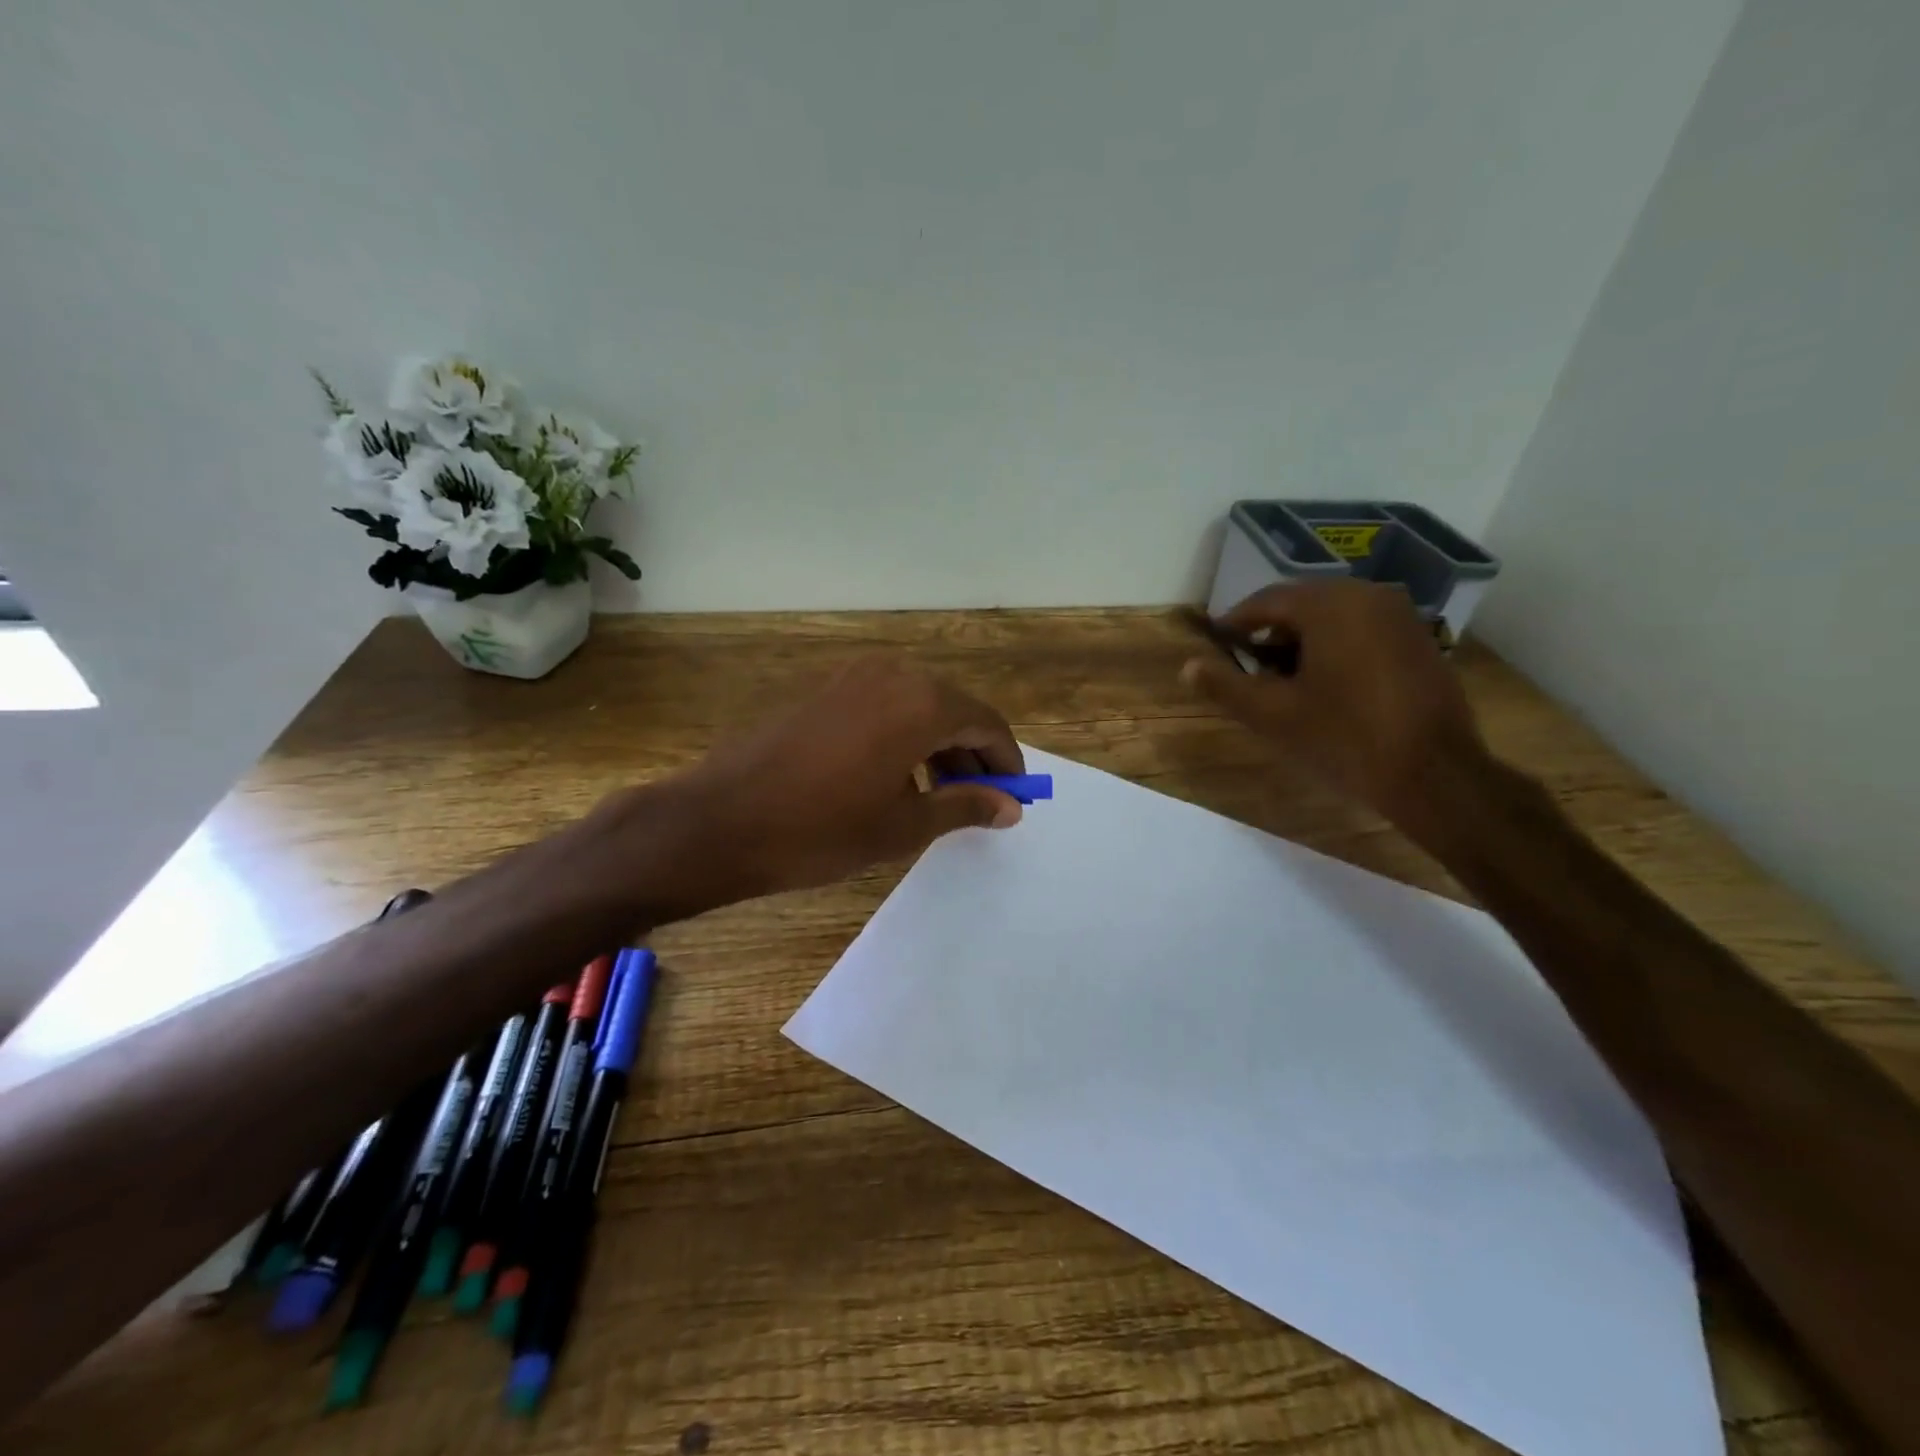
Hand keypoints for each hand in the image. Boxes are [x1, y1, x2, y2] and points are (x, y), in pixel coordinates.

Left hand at [639, 654, 1026, 909]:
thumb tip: (1010, 806)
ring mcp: (852, 677)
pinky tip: (893, 775)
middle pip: (953, 709)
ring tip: (937, 794)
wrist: (719, 821)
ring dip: (937, 744)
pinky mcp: (823, 690)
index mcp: (921, 702)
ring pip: (917, 705)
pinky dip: (903, 734)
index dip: (1006, 762)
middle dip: (972, 754)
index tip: (1013, 797)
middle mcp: (892, 675)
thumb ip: (964, 806)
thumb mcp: (903, 826)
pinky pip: (883, 705)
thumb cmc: (820, 830)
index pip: (986, 723)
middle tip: (977, 801)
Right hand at [1179, 580, 1488, 837]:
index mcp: (1329, 605)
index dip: (1236, 623)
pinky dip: (1336, 644)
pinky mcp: (1419, 638)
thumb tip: (1187, 666)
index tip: (1218, 645)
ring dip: (1304, 638)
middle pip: (1302, 603)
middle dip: (1271, 631)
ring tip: (1286, 678)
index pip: (1266, 601)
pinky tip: (1328, 682)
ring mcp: (1400, 614)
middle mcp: (1367, 595)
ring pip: (1334, 614)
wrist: (1434, 773)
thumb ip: (1225, 686)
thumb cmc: (1343, 738)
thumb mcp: (1272, 714)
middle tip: (1249, 666)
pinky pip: (1363, 627)